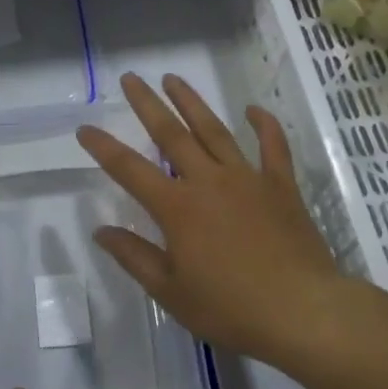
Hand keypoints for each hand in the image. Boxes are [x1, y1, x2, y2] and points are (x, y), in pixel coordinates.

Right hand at [77, 73, 346, 370]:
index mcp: (177, 208)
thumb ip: (135, 257)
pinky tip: (253, 109)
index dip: (104, 148)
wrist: (302, 310)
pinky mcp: (281, 186)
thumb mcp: (171, 291)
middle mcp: (209, 182)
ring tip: (174, 79)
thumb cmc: (230, 307)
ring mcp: (248, 179)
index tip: (85, 128)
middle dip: (148, 105)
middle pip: (172, 134)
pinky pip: (272, 147)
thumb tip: (101, 231)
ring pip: (215, 131)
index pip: (130, 170)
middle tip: (132, 78)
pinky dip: (264, 125)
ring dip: (193, 103)